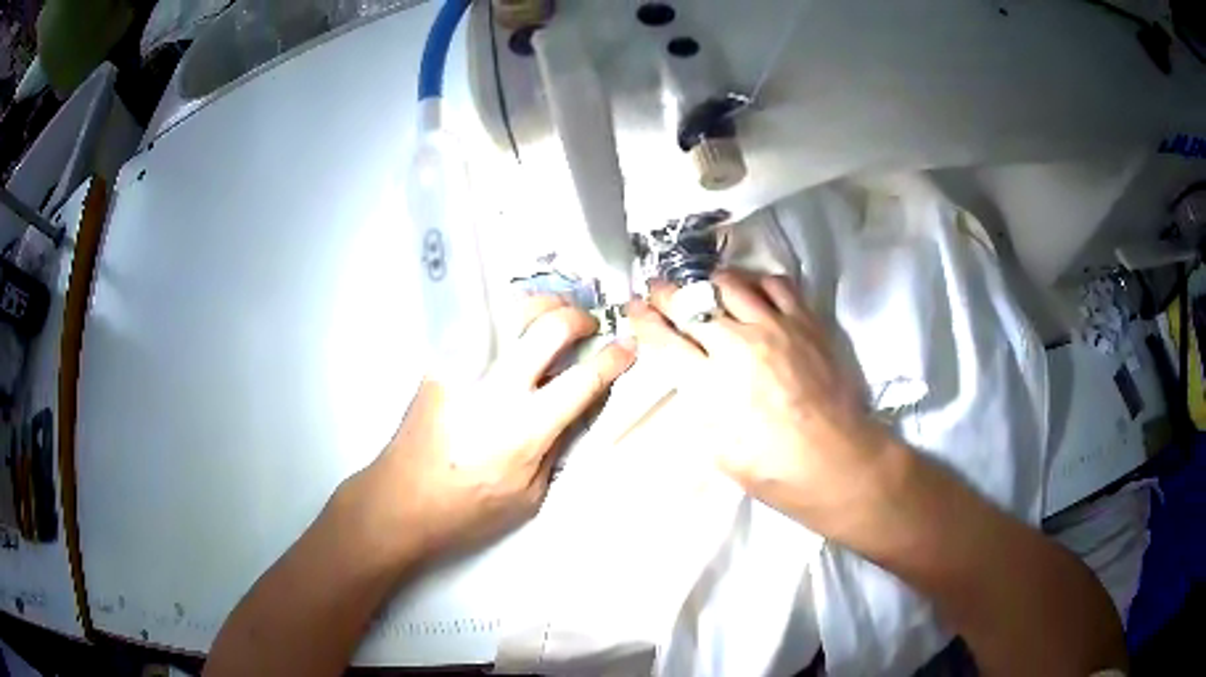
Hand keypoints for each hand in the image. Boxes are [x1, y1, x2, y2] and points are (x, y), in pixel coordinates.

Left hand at [348, 295, 634, 564]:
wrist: (402, 498)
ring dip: (544, 303)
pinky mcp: (439, 362)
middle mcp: (497, 389)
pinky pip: (479, 323)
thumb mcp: (529, 496)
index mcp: (526, 429)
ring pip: (511, 311)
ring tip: (556, 310)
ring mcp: (463, 369)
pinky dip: (505, 315)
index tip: (628, 345)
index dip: (614, 357)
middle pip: (549, 328)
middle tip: (590, 325)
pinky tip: (514, 323)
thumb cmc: (469, 509)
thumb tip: (577, 407)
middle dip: (580, 318)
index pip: (583, 379)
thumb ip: (557, 446)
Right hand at [628, 271, 891, 534]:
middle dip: (667, 294)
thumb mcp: (718, 452)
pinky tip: (754, 293)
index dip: (642, 319)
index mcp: (710, 382)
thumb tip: (688, 380)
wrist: (837, 462)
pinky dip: (758, 282)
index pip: (663, 338)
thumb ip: (698, 408)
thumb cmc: (774, 471)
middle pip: (691, 303)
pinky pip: (777, 284)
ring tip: (705, 290)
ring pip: (731, 284)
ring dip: (709, 284)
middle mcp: (737, 344)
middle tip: (659, 291)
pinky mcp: (805, 322)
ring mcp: (774, 327)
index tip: (633, 308)